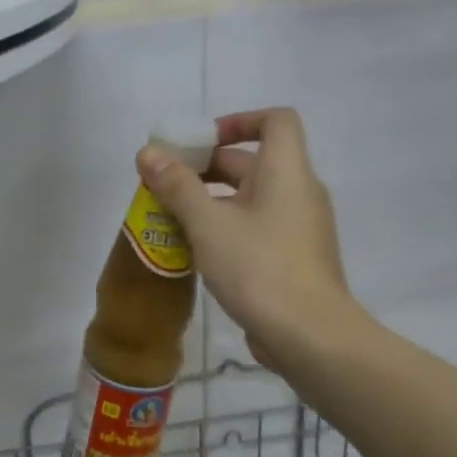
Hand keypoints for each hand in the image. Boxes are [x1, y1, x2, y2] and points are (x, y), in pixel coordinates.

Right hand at [137, 107, 361, 365]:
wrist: (309, 336)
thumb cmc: (258, 267)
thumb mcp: (207, 223)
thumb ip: (176, 185)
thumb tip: (148, 152)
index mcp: (286, 172)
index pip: (276, 121)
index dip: (238, 121)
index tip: (200, 142)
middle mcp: (298, 192)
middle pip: (253, 161)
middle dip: (206, 167)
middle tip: (165, 184)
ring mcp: (299, 228)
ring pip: (251, 198)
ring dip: (211, 200)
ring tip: (170, 218)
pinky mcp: (293, 258)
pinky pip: (257, 227)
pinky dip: (226, 227)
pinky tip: (196, 250)